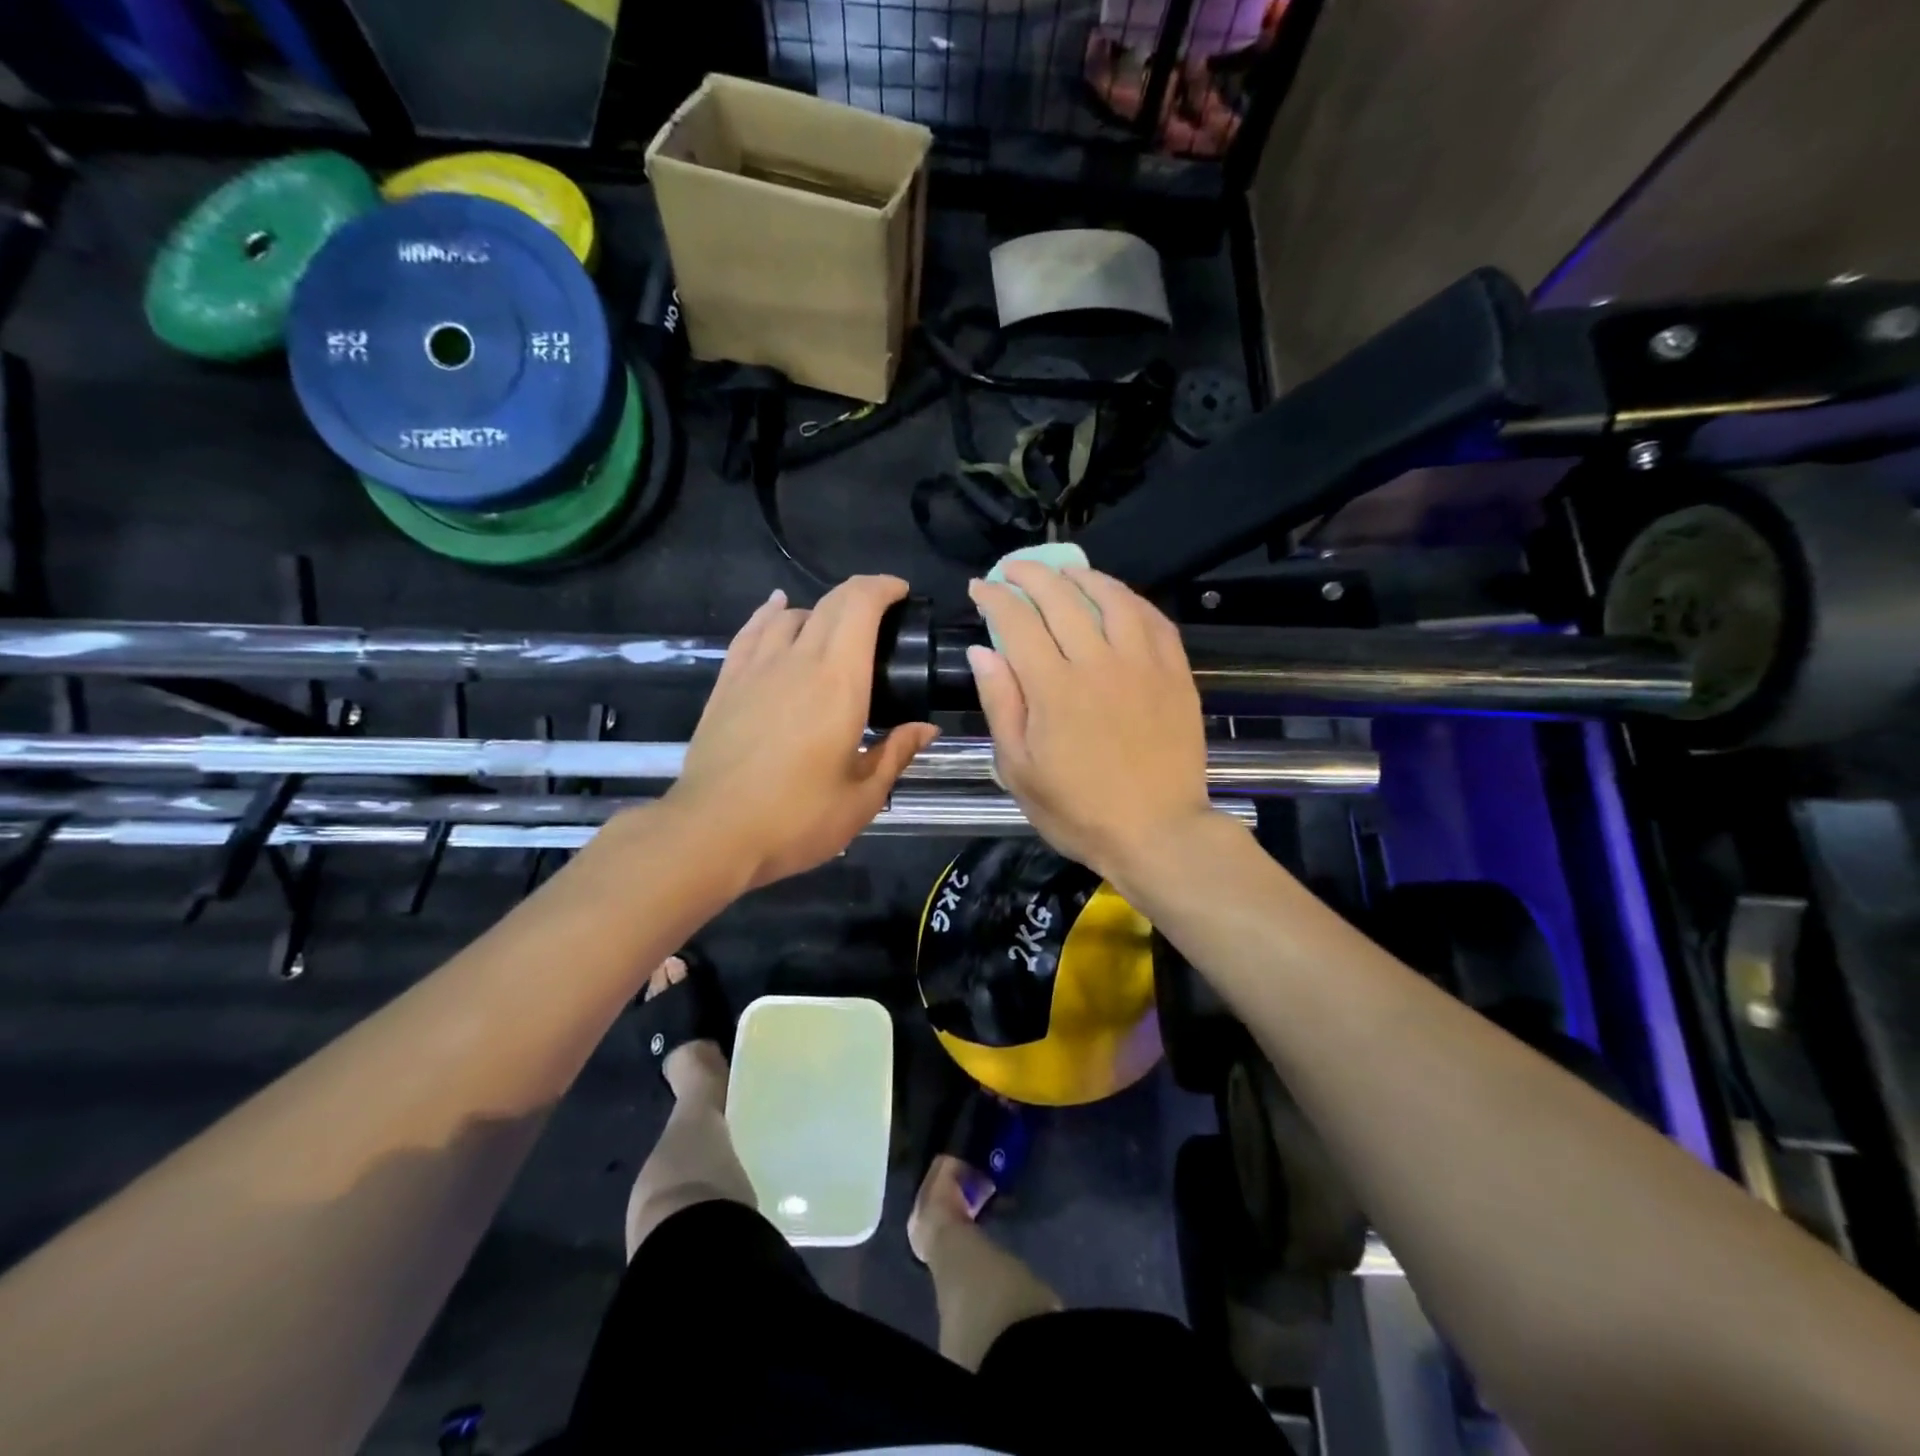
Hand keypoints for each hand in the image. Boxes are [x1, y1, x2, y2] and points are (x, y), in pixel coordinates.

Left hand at [667, 576, 938, 890]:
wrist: (712, 832)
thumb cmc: (797, 818)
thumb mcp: (862, 797)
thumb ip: (896, 754)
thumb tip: (926, 729)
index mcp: (839, 682)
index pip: (860, 608)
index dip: (883, 588)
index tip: (902, 594)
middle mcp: (798, 661)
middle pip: (830, 603)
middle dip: (860, 594)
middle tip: (882, 611)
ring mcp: (756, 669)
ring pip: (790, 615)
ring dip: (819, 610)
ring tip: (834, 627)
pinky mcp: (726, 684)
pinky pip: (751, 632)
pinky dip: (770, 614)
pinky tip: (777, 611)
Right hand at [967, 562, 1213, 885]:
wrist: (1157, 833)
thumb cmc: (1078, 810)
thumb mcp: (1019, 770)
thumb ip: (1000, 705)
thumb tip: (983, 651)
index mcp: (1053, 688)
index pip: (1018, 621)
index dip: (995, 598)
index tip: (980, 588)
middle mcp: (1098, 663)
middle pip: (1061, 598)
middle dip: (1031, 574)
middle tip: (1013, 569)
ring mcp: (1142, 664)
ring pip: (1111, 598)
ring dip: (1083, 576)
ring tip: (1065, 571)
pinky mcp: (1175, 673)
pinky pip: (1153, 619)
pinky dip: (1130, 599)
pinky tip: (1117, 598)